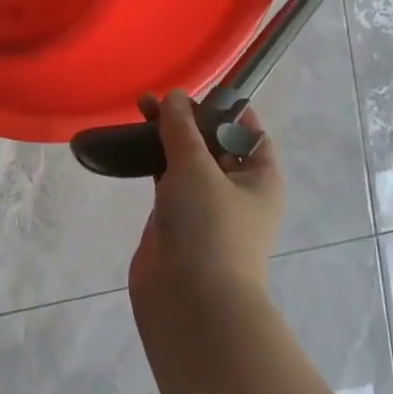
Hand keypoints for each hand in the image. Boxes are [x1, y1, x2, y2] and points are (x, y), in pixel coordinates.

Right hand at [128, 90, 283, 300]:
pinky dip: (153, 162)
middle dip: (188, 120)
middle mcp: (237, 191)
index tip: (197, 91)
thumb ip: (182, 129)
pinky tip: (132, 145)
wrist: (189, 303)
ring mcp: (204, 208)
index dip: (226, 109)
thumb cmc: (208, 228)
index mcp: (260, 178)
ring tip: (140, 111)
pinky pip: (167, 182)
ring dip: (167, 138)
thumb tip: (174, 97)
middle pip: (214, 144)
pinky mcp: (176, 221)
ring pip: (187, 162)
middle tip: (156, 99)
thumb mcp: (197, 169)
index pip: (249, 133)